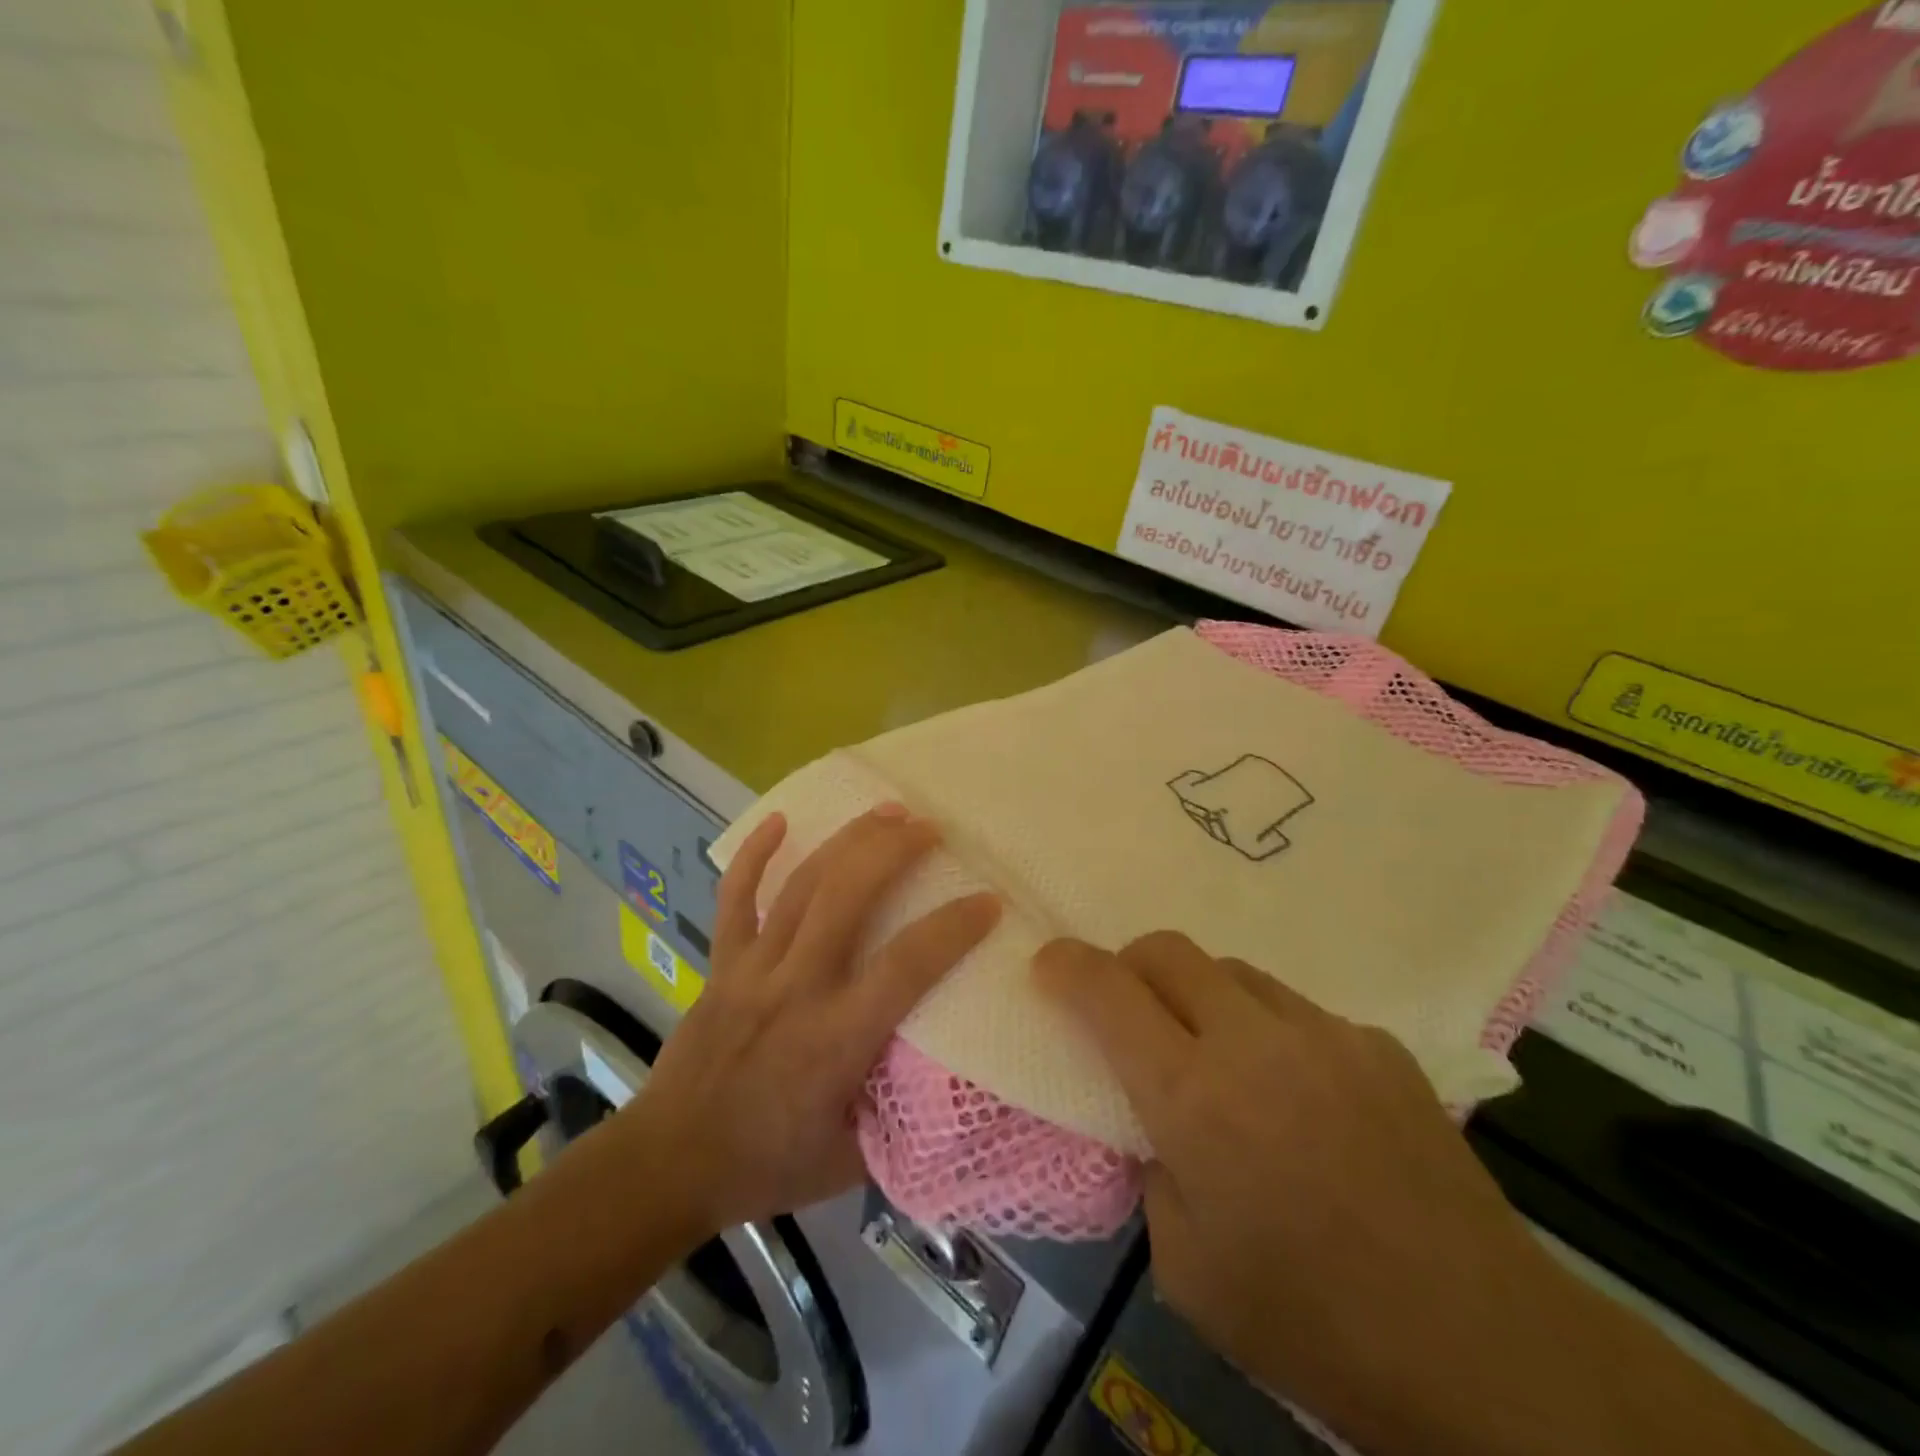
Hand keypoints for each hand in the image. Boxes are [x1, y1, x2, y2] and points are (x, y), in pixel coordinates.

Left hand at [622, 806, 999, 1238]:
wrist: (668, 1164)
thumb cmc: (767, 1165)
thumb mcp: (853, 1160)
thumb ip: (904, 1116)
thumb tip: (953, 1077)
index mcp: (836, 1038)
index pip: (906, 966)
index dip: (953, 928)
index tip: (988, 901)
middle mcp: (796, 988)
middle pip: (846, 897)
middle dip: (892, 852)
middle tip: (930, 827)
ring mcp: (753, 969)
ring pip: (802, 886)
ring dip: (847, 842)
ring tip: (885, 811)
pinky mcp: (722, 963)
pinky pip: (736, 898)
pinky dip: (755, 856)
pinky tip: (779, 820)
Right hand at [1035, 933, 1560, 1451]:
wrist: (1484, 1348)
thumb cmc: (1312, 1321)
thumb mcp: (1186, 1268)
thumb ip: (1150, 1170)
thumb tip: (1152, 1122)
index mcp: (1192, 1096)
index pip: (1108, 993)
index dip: (1067, 965)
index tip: (1047, 964)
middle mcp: (1252, 1041)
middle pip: (1170, 950)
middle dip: (1130, 964)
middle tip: (1126, 1008)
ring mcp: (1323, 1033)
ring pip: (1234, 972)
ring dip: (1202, 997)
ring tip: (1218, 1058)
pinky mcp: (1377, 1045)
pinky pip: (1298, 1013)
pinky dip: (1271, 1034)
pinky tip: (1300, 1099)